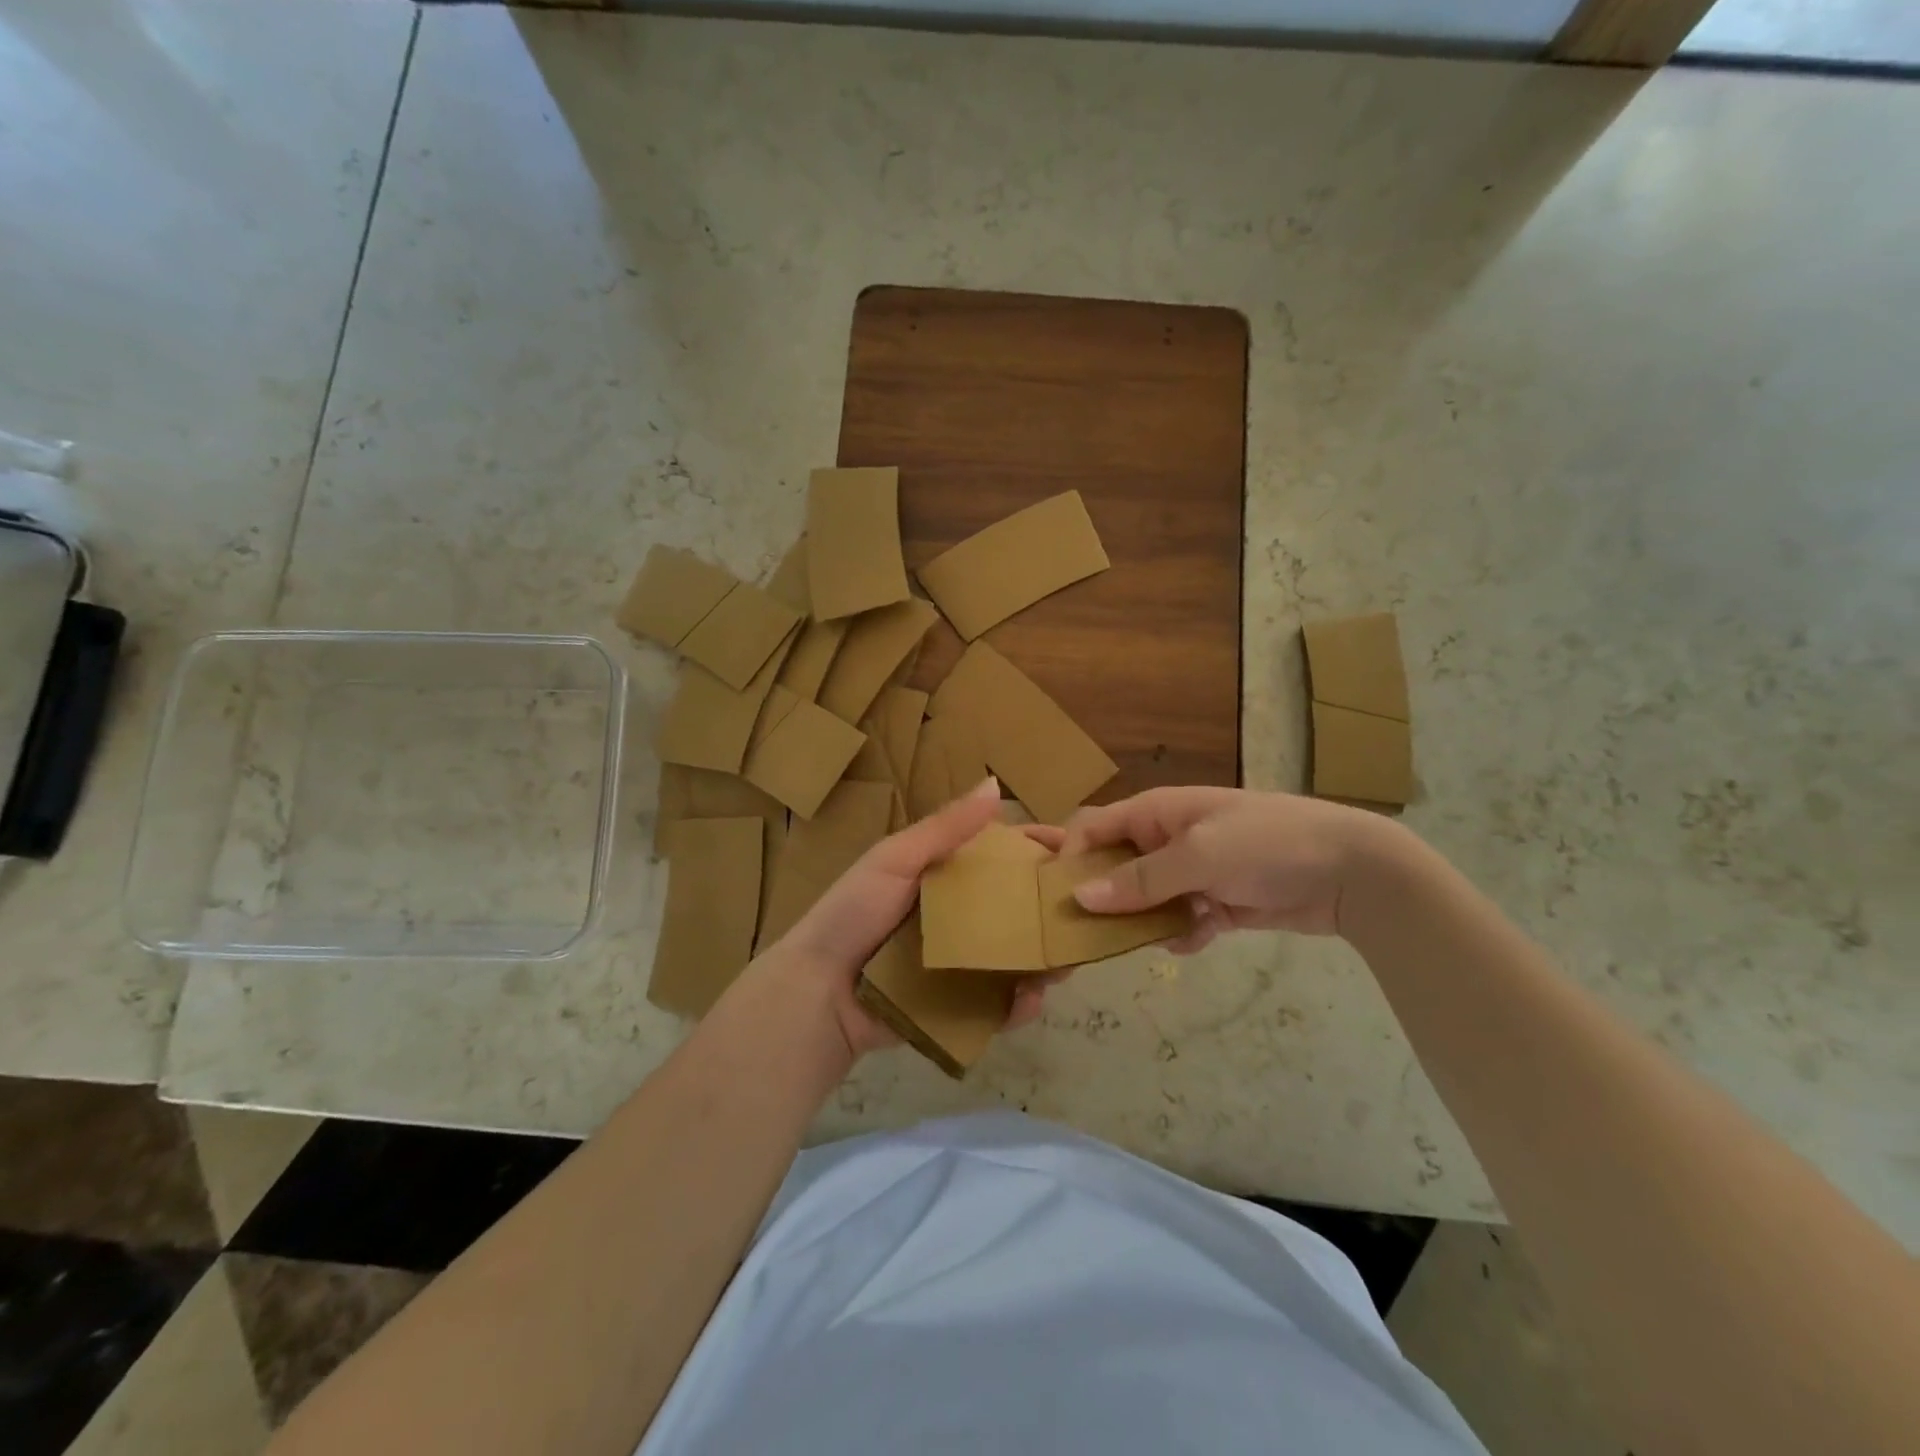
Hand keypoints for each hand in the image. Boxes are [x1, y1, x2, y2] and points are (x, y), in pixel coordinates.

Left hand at [772, 780, 1063, 1059]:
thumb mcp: (895, 861)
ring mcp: (961, 962)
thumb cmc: (853, 914)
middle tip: (1081, 913)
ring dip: (1045, 957)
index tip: (1077, 850)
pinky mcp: (959, 1005)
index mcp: (945, 876)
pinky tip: (1030, 999)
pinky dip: (1020, 1003)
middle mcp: (959, 916)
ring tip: (1066, 960)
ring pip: (1018, 956)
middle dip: (1052, 909)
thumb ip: (945, 828)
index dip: (1038, 850)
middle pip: (1018, 908)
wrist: (817, 993)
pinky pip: (1000, 1003)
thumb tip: (995, 784)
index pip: (1002, 856)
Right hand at [1060, 787, 1398, 953]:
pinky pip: (1180, 921)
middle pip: (1113, 868)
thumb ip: (1141, 879)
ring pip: (1144, 901)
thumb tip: (1080, 898)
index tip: (1051, 897)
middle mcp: (1165, 840)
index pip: (1091, 828)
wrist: (1352, 870)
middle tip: (1076, 936)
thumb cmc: (1268, 843)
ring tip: (1145, 941)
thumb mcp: (1201, 856)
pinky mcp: (1215, 903)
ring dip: (1143, 922)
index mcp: (1155, 813)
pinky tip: (1198, 938)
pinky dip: (1184, 933)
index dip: (1066, 856)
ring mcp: (1191, 873)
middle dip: (1099, 898)